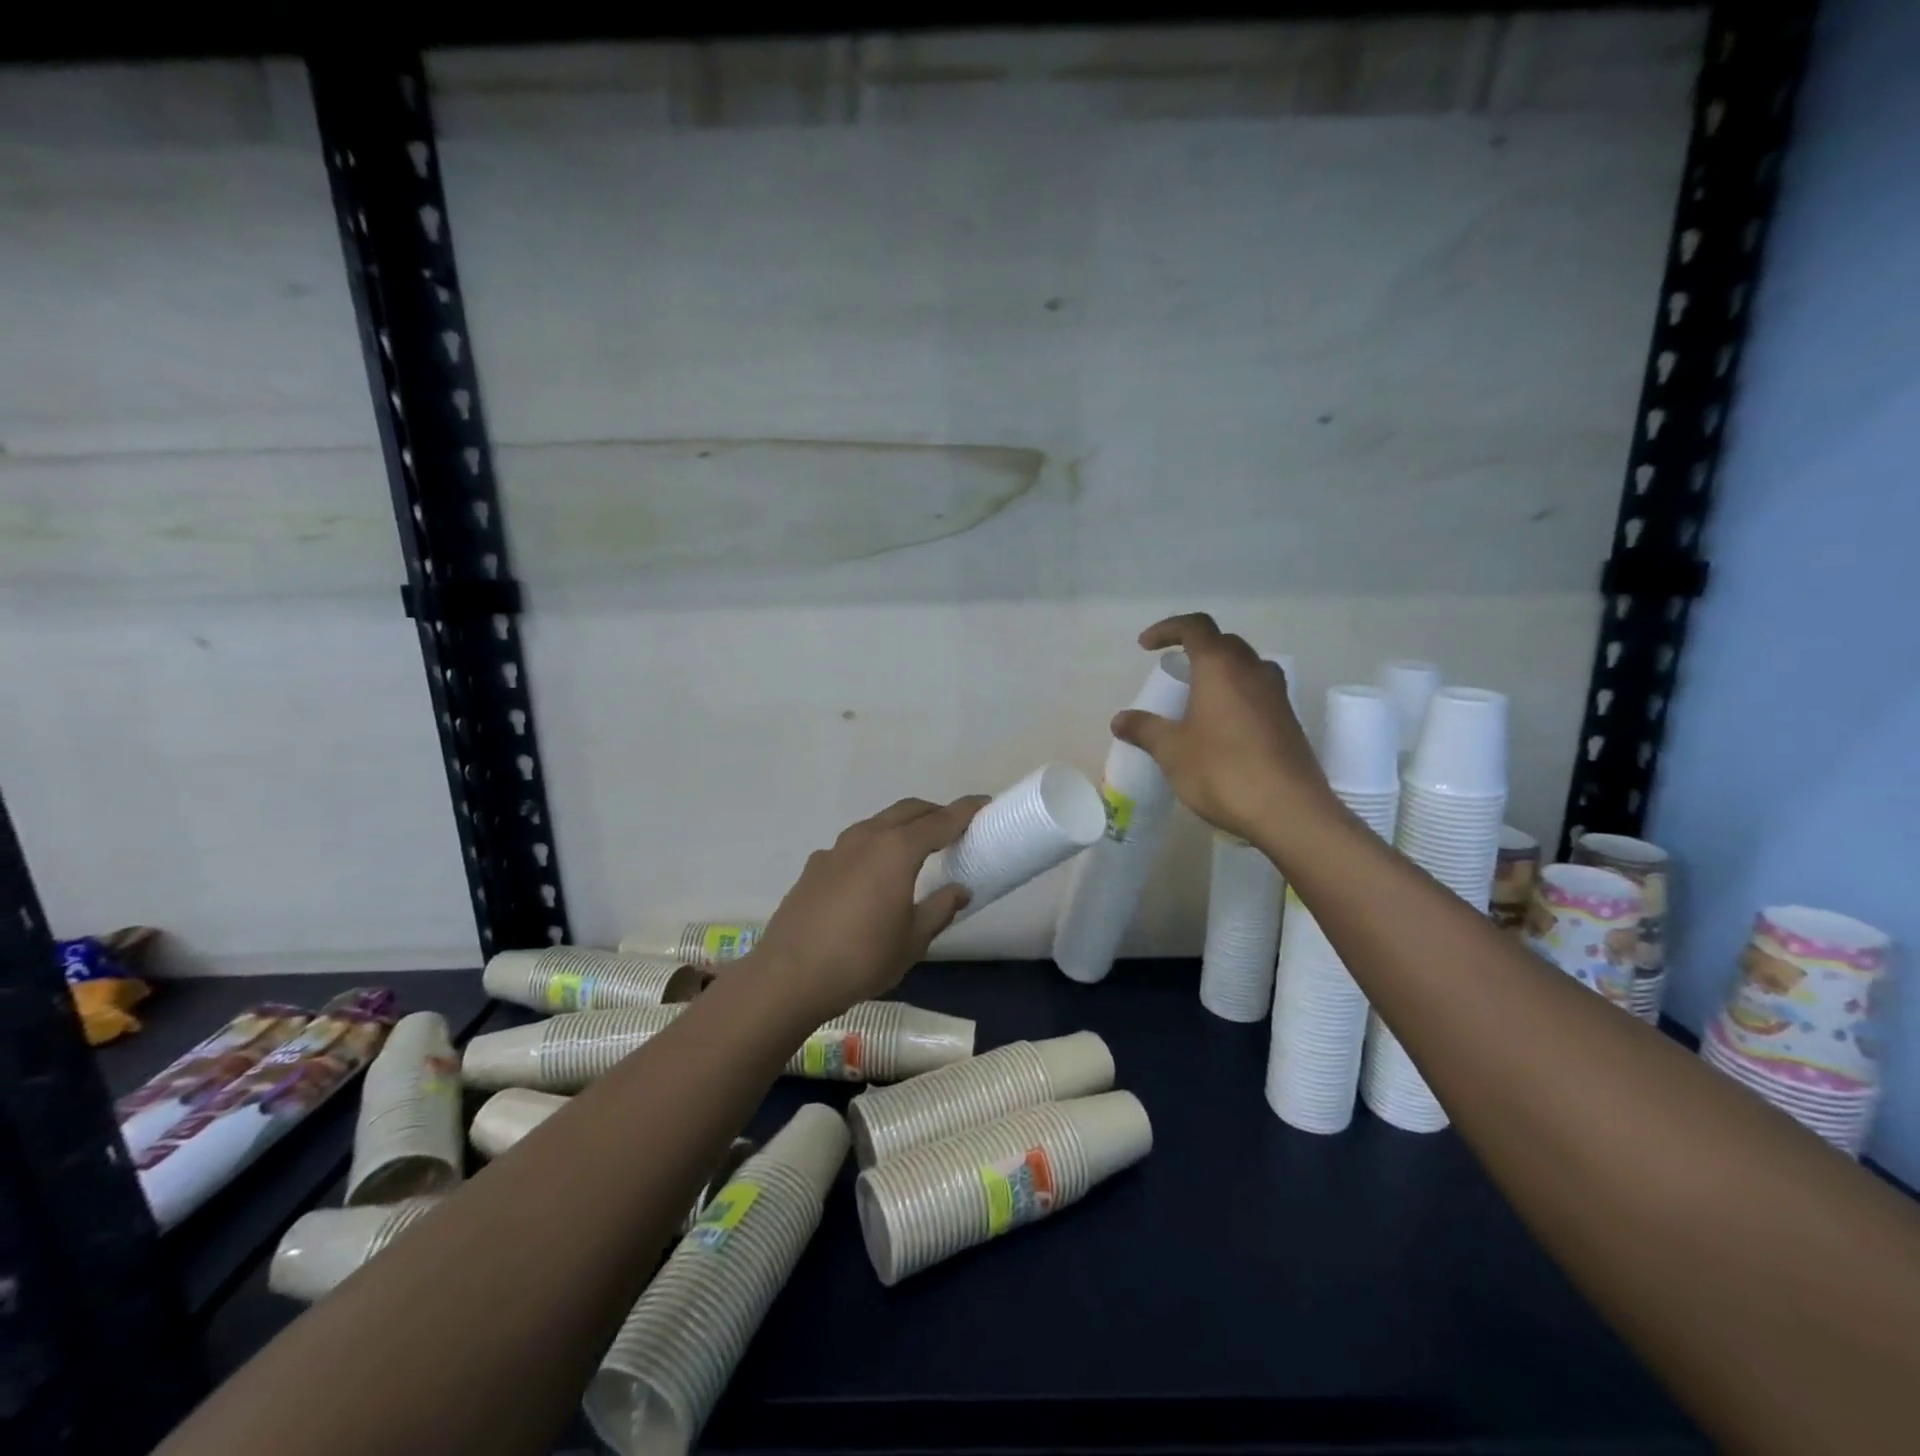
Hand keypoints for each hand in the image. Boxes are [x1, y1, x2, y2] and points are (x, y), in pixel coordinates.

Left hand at [748, 795, 989, 1016]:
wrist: (789, 976)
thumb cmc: (862, 958)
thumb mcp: (913, 939)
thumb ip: (940, 908)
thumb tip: (960, 889)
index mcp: (897, 850)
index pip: (941, 820)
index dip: (966, 811)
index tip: (985, 804)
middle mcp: (867, 837)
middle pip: (908, 811)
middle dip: (934, 812)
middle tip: (954, 827)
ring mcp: (836, 849)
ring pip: (878, 824)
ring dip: (902, 827)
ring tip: (916, 850)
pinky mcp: (816, 865)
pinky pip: (854, 845)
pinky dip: (873, 847)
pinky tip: (872, 876)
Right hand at [1111, 613, 1336, 843]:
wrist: (1288, 811)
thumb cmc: (1222, 771)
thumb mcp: (1172, 751)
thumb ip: (1145, 729)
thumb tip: (1120, 719)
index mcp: (1221, 667)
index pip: (1196, 627)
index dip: (1168, 629)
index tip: (1146, 646)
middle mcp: (1253, 671)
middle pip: (1224, 643)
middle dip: (1197, 648)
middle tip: (1175, 671)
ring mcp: (1276, 696)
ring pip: (1247, 667)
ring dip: (1222, 671)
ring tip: (1199, 697)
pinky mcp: (1289, 722)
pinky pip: (1259, 693)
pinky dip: (1237, 696)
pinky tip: (1223, 726)